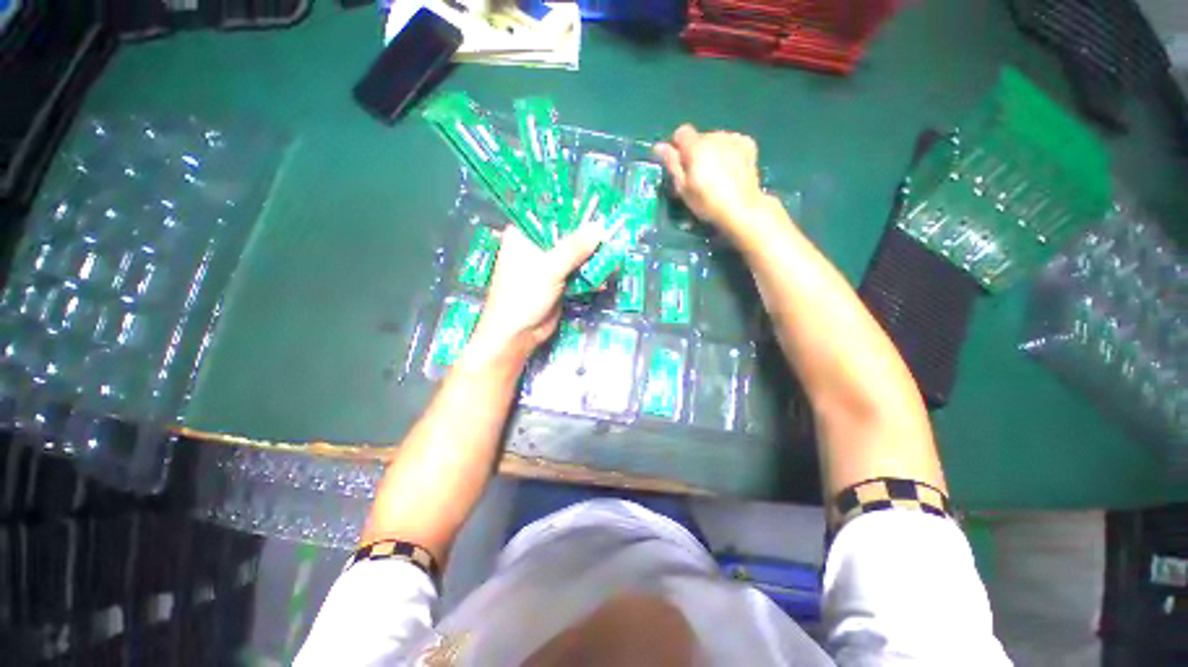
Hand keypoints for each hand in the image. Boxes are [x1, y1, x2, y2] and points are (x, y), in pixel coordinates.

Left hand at [467, 224, 601, 361]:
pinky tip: (604, 276)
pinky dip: (590, 273)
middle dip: (588, 236)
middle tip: (612, 232)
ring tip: (613, 253)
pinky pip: (578, 271)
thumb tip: (600, 227)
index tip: (597, 210)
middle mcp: (536, 245)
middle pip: (566, 234)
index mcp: (524, 233)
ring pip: (575, 254)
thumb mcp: (549, 268)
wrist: (517, 334)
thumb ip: (575, 248)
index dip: (574, 211)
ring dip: (592, 256)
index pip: (551, 213)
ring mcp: (548, 264)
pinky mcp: (558, 281)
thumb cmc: (523, 295)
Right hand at [654, 125, 768, 238]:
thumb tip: (658, 146)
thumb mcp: (683, 188)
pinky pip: (731, 142)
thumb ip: (672, 164)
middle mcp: (715, 136)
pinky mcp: (748, 144)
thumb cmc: (707, 202)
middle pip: (699, 137)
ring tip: (716, 174)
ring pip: (715, 140)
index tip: (680, 164)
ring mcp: (733, 139)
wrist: (741, 208)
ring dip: (712, 151)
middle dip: (696, 151)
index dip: (678, 147)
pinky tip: (730, 169)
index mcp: (696, 147)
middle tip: (699, 175)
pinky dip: (728, 151)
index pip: (681, 132)